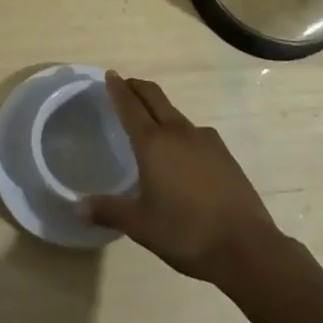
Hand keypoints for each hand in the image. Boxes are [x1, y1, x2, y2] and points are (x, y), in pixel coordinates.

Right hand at [83, 72, 283, 286]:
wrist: (246, 247)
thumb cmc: (185, 233)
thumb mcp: (141, 226)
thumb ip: (109, 211)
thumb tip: (77, 206)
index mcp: (153, 143)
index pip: (130, 106)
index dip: (118, 89)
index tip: (110, 75)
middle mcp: (178, 132)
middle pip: (154, 97)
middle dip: (137, 87)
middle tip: (124, 85)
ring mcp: (205, 140)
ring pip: (175, 114)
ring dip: (159, 108)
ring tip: (149, 121)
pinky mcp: (223, 153)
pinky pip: (194, 132)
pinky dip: (179, 130)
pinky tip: (181, 152)